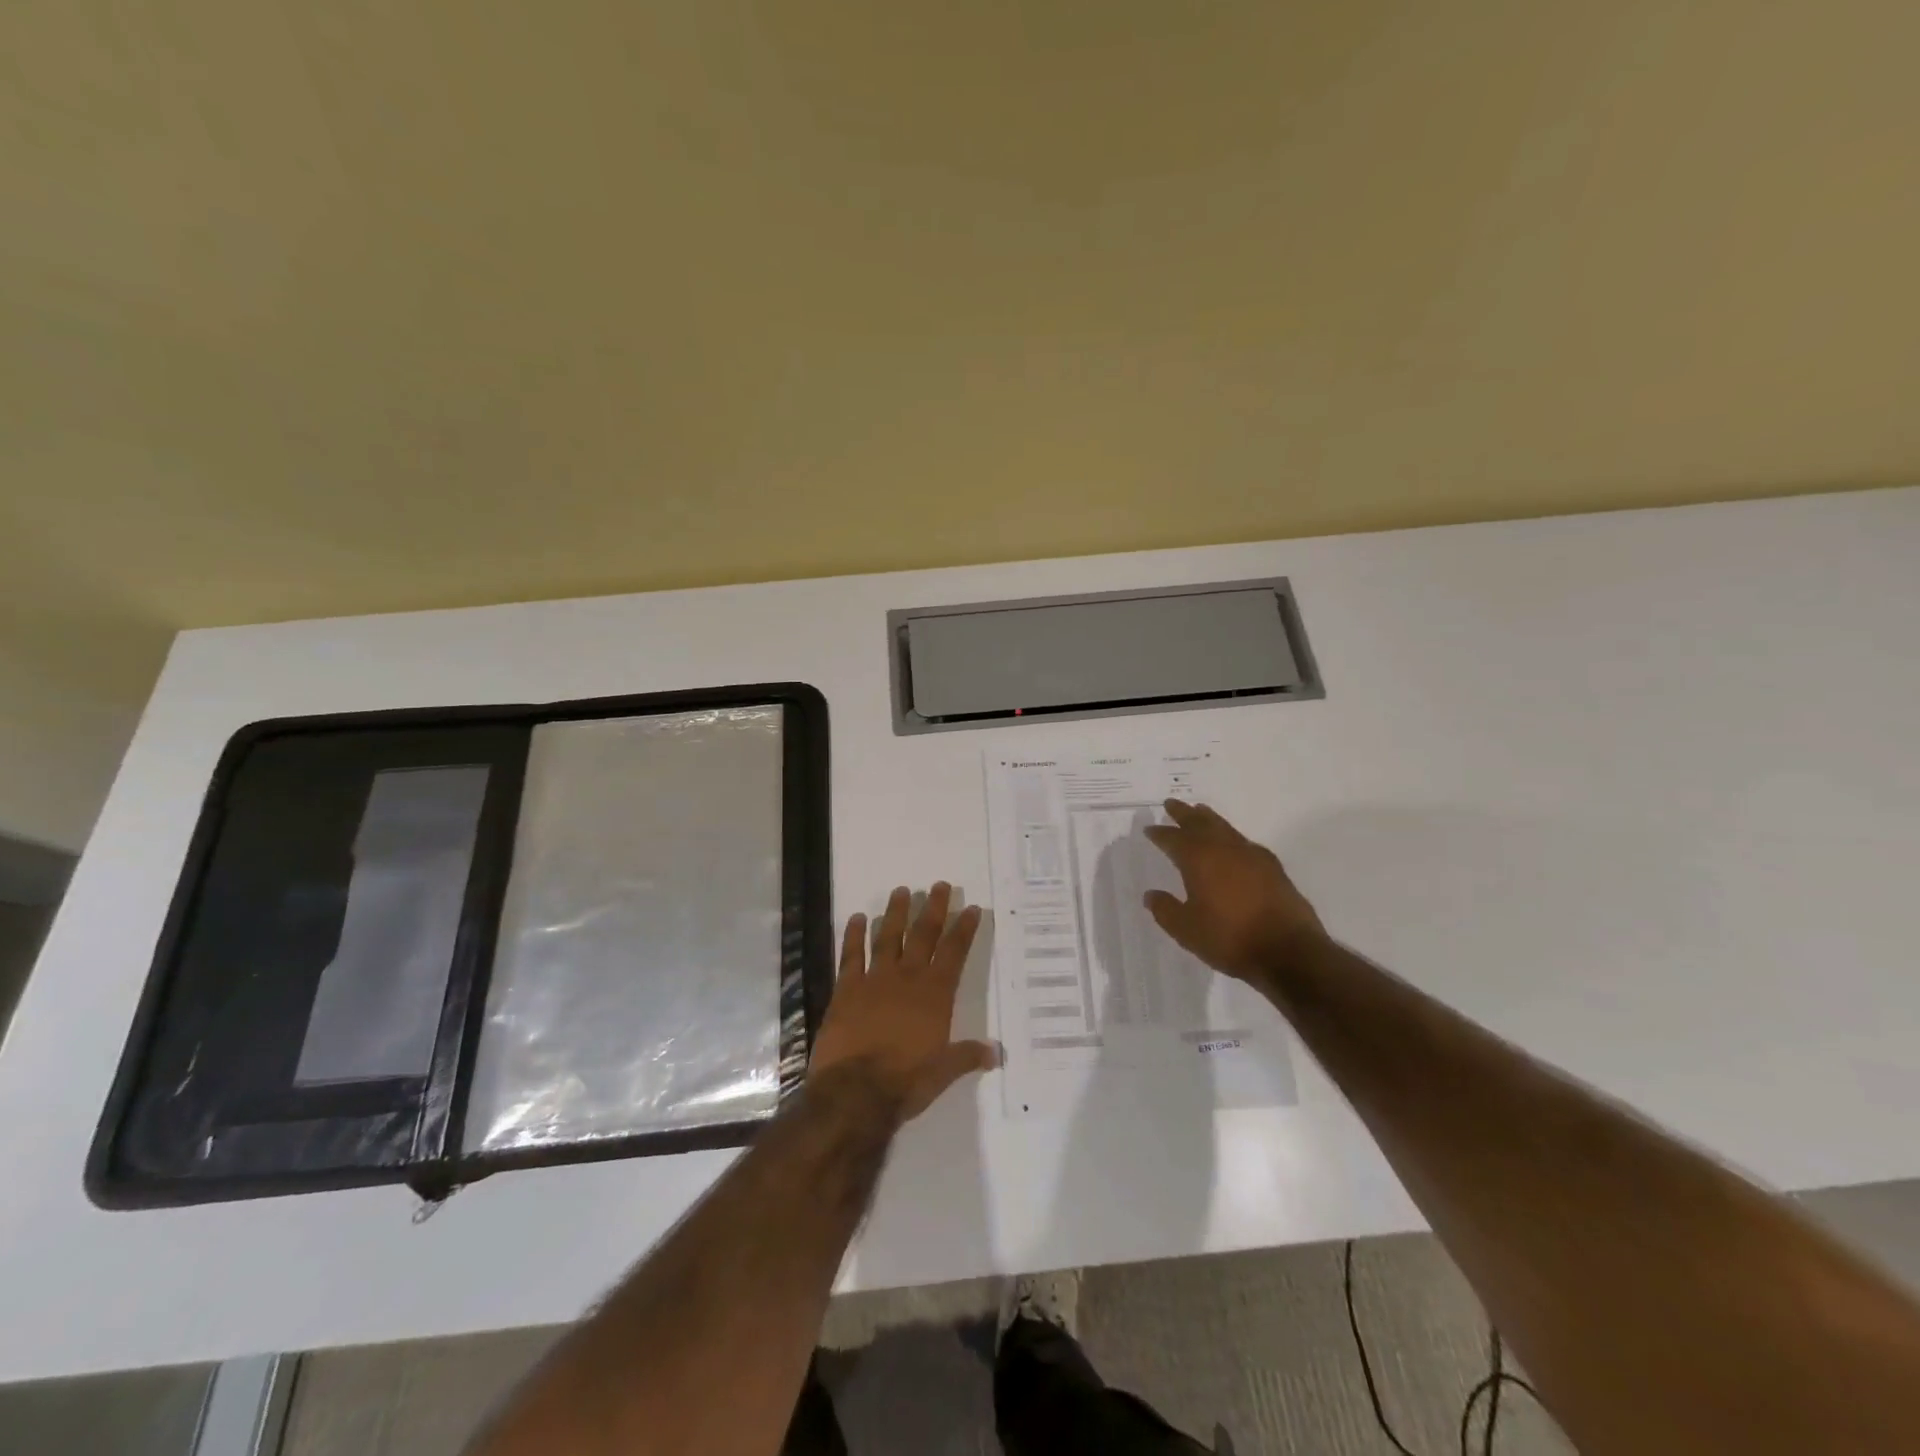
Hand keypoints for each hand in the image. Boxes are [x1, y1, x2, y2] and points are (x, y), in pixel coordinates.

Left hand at [809, 883, 999, 1123]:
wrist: (855, 1092)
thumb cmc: (906, 1082)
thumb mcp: (943, 1072)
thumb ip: (968, 1056)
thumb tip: (997, 1053)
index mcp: (934, 995)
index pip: (954, 953)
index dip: (964, 929)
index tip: (971, 907)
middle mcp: (907, 979)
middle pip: (924, 936)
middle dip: (934, 909)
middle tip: (940, 885)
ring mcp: (875, 980)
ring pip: (888, 937)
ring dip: (895, 913)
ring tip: (902, 890)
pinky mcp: (846, 989)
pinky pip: (851, 955)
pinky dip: (853, 935)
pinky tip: (856, 917)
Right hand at [1142, 800, 1325, 985]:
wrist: (1289, 951)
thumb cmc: (1230, 938)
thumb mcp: (1186, 930)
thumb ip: (1165, 910)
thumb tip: (1151, 895)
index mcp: (1199, 860)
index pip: (1173, 839)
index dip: (1160, 833)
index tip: (1149, 829)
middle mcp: (1224, 849)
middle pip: (1200, 823)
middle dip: (1184, 814)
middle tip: (1171, 803)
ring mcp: (1252, 855)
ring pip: (1224, 828)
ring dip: (1208, 818)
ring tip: (1200, 811)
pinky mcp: (1273, 867)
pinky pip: (1244, 841)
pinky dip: (1231, 836)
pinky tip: (1233, 843)